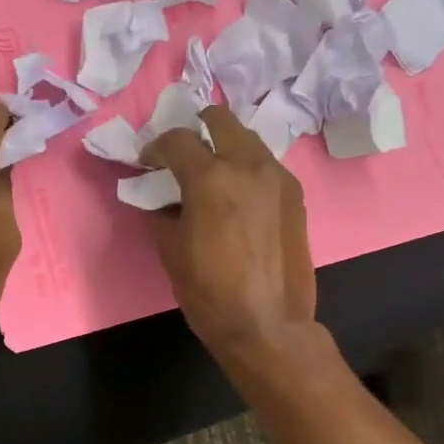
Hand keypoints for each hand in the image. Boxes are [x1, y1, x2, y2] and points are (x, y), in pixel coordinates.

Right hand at [142, 106, 317, 363]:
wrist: (268, 325)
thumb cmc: (210, 292)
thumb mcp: (170, 250)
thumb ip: (161, 210)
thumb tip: (159, 195)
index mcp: (211, 177)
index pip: (177, 139)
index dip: (155, 147)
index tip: (148, 163)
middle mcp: (248, 165)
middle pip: (220, 119)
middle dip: (196, 129)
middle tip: (184, 156)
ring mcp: (277, 176)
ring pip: (247, 139)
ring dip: (225, 147)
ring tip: (212, 175)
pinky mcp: (295, 194)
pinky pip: (265, 165)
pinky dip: (246, 168)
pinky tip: (238, 197)